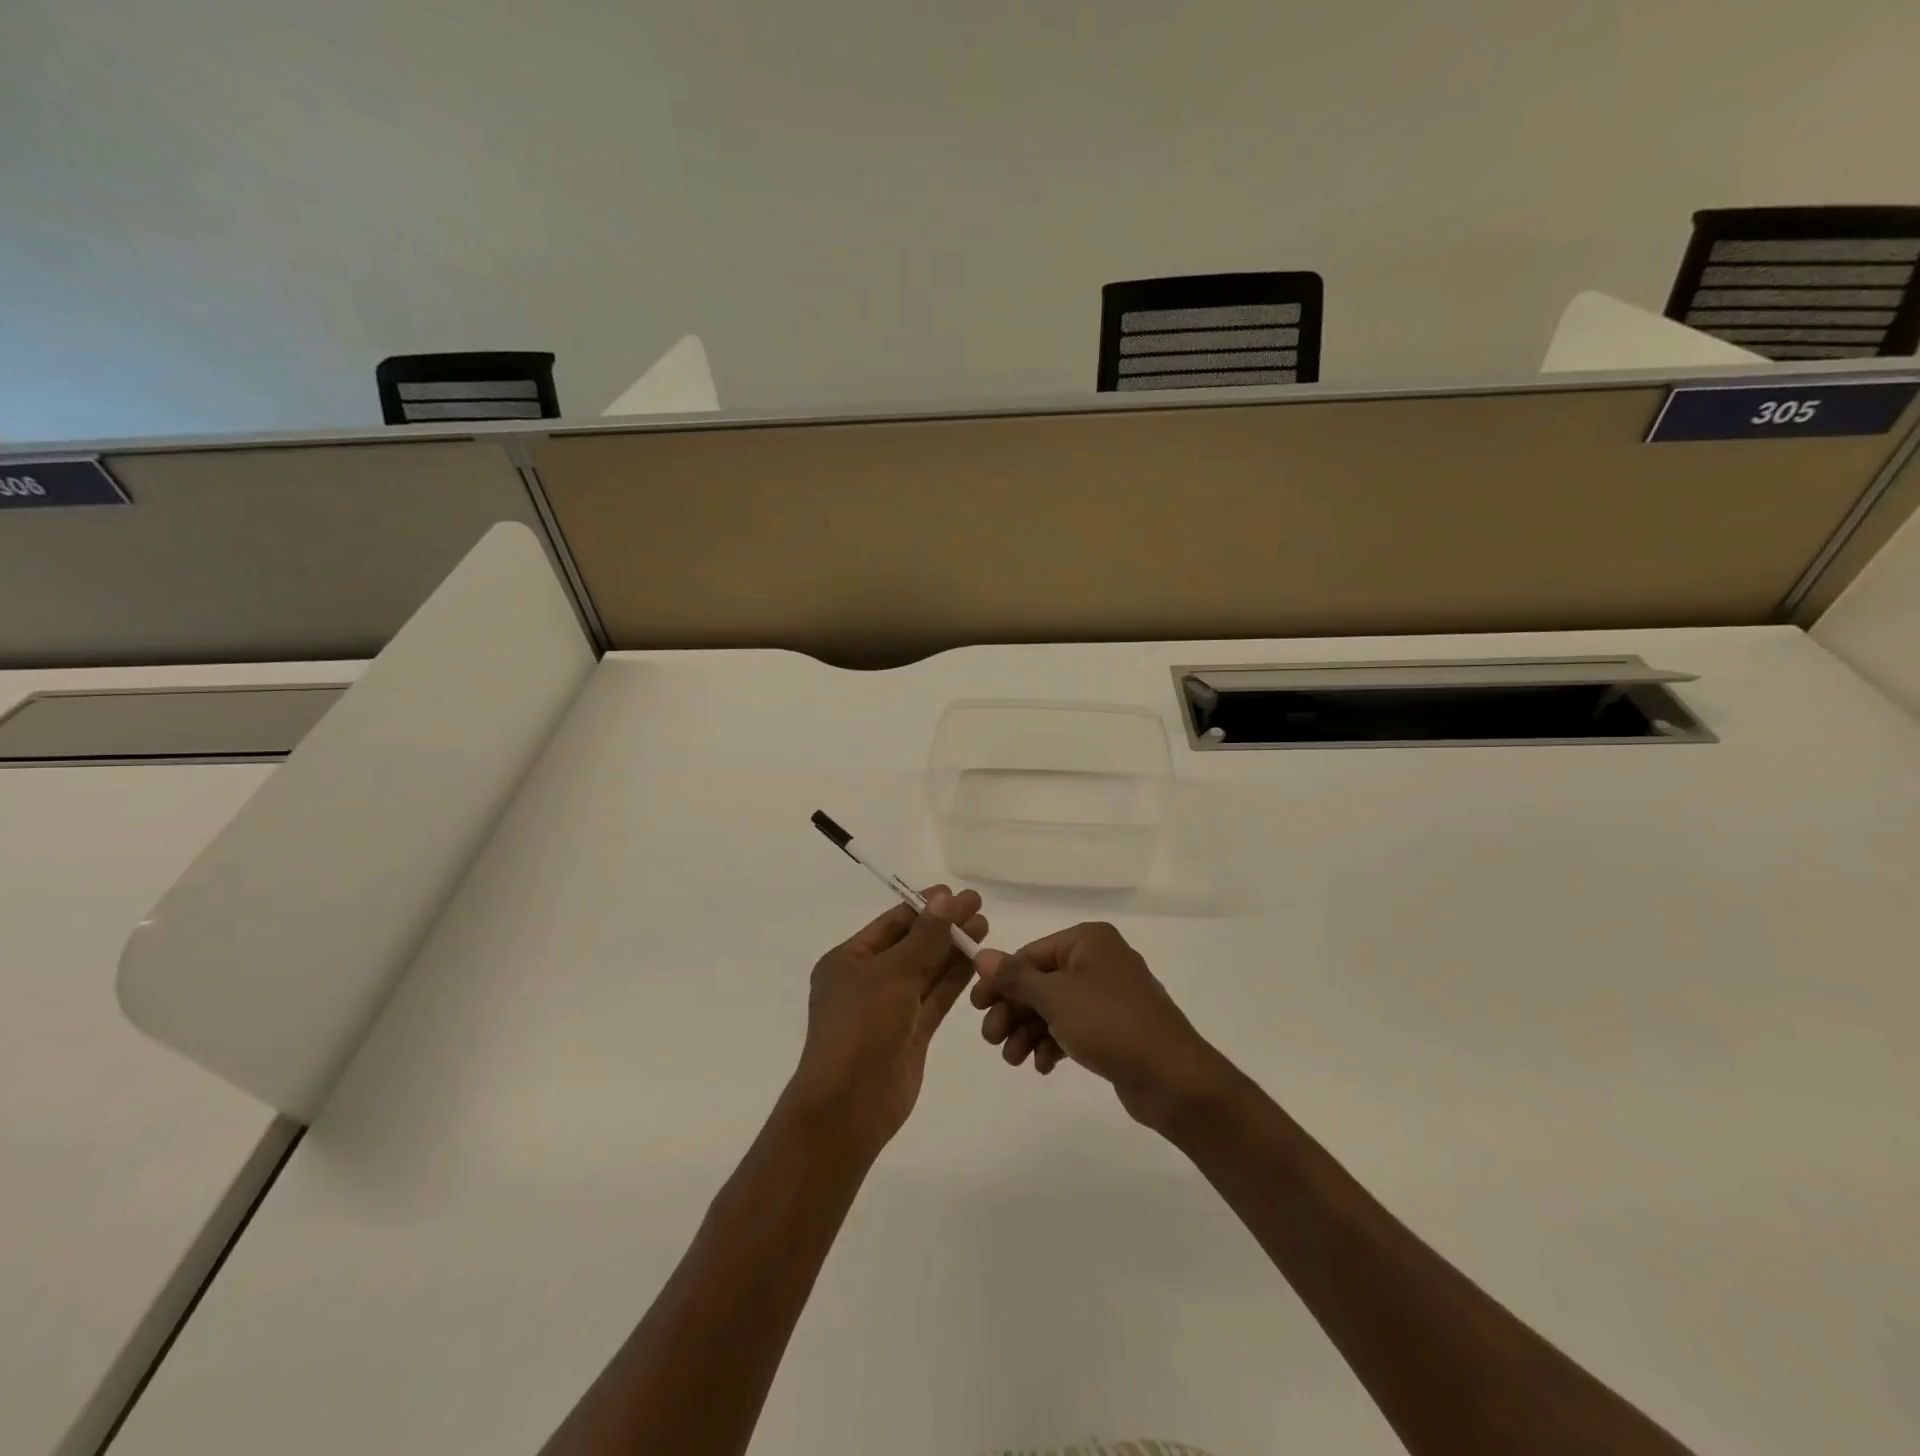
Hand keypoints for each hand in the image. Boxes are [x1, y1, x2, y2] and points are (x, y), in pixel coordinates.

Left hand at [788, 888, 985, 1152]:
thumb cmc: (861, 1028)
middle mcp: (868, 980)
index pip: (892, 923)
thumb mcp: (892, 974)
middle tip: (979, 906)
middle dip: (943, 926)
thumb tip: (946, 899)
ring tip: (985, 926)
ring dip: (953, 949)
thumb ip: (924, 937)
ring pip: (927, 970)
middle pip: (912, 944)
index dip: (925, 907)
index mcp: (848, 960)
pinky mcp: (912, 1032)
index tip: (957, 894)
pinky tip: (977, 959)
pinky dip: (955, 978)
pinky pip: (935, 997)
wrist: (850, 1107)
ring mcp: (890, 1007)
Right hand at [972, 922, 1230, 1131]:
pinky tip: (1042, 1066)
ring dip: (1029, 1031)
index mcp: (1088, 941)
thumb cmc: (1110, 1024)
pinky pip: (1073, 1027)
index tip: (976, 1008)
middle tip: (991, 1040)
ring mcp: (1108, 995)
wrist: (1172, 1077)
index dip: (1000, 980)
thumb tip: (982, 955)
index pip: (1031, 954)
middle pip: (1041, 982)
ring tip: (1014, 1060)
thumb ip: (1016, 977)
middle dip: (1013, 1011)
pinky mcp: (1115, 1027)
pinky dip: (1053, 1043)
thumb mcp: (1055, 998)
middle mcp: (1098, 960)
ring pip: (1054, 1007)